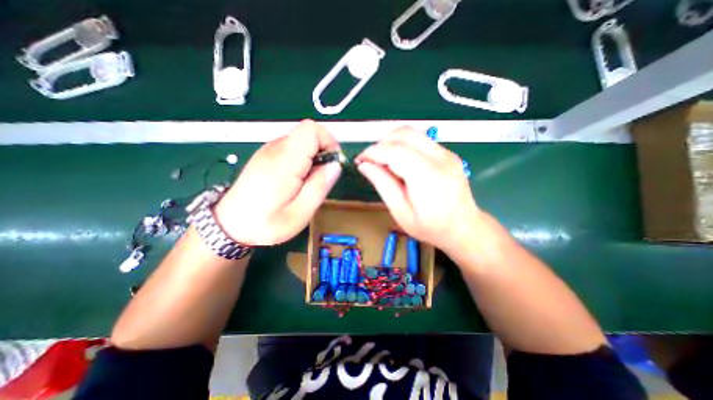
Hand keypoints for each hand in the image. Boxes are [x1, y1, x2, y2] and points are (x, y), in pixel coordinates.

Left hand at [214, 120, 342, 246]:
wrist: (230, 226)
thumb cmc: (266, 223)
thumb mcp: (300, 213)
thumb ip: (320, 186)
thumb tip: (336, 165)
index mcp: (284, 161)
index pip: (311, 129)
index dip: (328, 141)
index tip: (332, 163)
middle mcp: (275, 149)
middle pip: (307, 133)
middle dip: (322, 152)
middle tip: (320, 178)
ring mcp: (268, 151)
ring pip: (301, 141)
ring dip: (312, 158)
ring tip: (307, 183)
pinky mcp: (265, 156)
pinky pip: (291, 149)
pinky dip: (301, 160)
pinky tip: (296, 180)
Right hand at [356, 126, 483, 254]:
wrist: (464, 227)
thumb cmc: (430, 227)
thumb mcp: (401, 212)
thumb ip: (383, 185)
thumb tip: (364, 165)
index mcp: (427, 176)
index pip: (394, 151)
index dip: (373, 152)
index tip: (359, 161)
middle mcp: (440, 158)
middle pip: (404, 134)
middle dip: (381, 143)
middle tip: (371, 161)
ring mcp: (446, 153)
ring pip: (412, 133)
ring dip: (392, 141)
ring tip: (383, 160)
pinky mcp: (447, 153)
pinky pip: (420, 140)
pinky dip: (403, 145)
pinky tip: (399, 162)